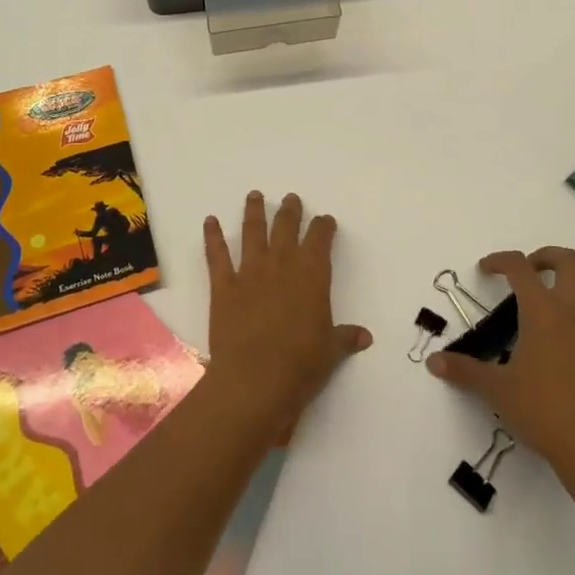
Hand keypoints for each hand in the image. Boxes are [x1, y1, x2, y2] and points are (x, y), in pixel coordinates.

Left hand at [201, 192, 372, 431]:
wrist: (255, 379)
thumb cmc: (301, 365)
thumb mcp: (331, 351)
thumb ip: (345, 337)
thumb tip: (365, 337)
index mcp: (312, 275)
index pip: (320, 239)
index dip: (323, 227)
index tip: (325, 220)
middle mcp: (282, 265)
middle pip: (286, 227)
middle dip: (290, 211)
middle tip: (290, 198)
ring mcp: (250, 272)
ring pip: (253, 232)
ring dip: (254, 212)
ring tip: (254, 195)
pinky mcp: (224, 286)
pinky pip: (217, 255)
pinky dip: (212, 236)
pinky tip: (209, 221)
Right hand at [427, 248, 574, 492]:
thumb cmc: (545, 411)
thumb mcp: (498, 391)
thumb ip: (465, 371)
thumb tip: (434, 362)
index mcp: (543, 312)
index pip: (520, 267)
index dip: (500, 260)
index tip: (486, 269)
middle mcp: (574, 313)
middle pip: (569, 261)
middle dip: (546, 257)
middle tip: (528, 271)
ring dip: (573, 287)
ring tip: (551, 306)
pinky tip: (567, 352)